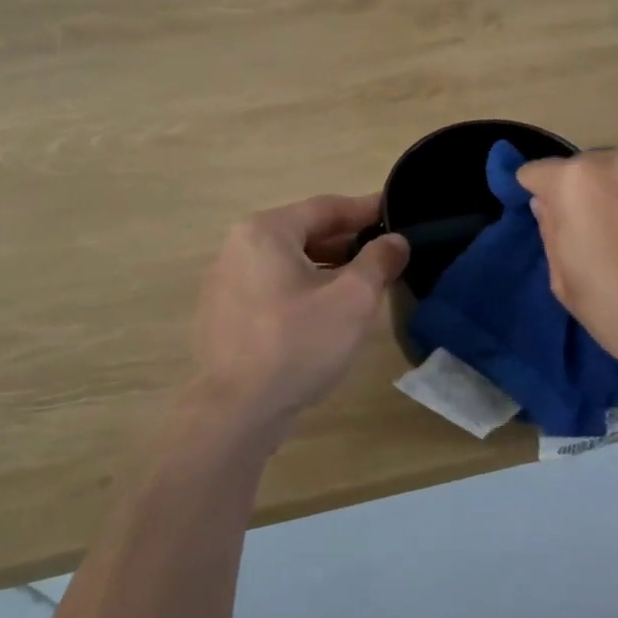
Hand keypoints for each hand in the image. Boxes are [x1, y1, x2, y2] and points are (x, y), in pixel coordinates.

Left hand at [186, 193, 408, 438]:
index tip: (395, 211)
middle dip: (347, 242)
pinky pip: (271, 288)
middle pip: (304, 233)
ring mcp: (224, 283)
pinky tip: (325, 312)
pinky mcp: (223, 315)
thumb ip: (379, 261)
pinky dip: (302, 289)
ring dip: (326, 268)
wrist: (238, 410)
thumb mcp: (353, 298)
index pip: (325, 208)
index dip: (365, 209)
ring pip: (288, 263)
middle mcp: (238, 247)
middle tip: (384, 251)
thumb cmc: (298, 342)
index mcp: (265, 231)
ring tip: (362, 283)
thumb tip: (395, 241)